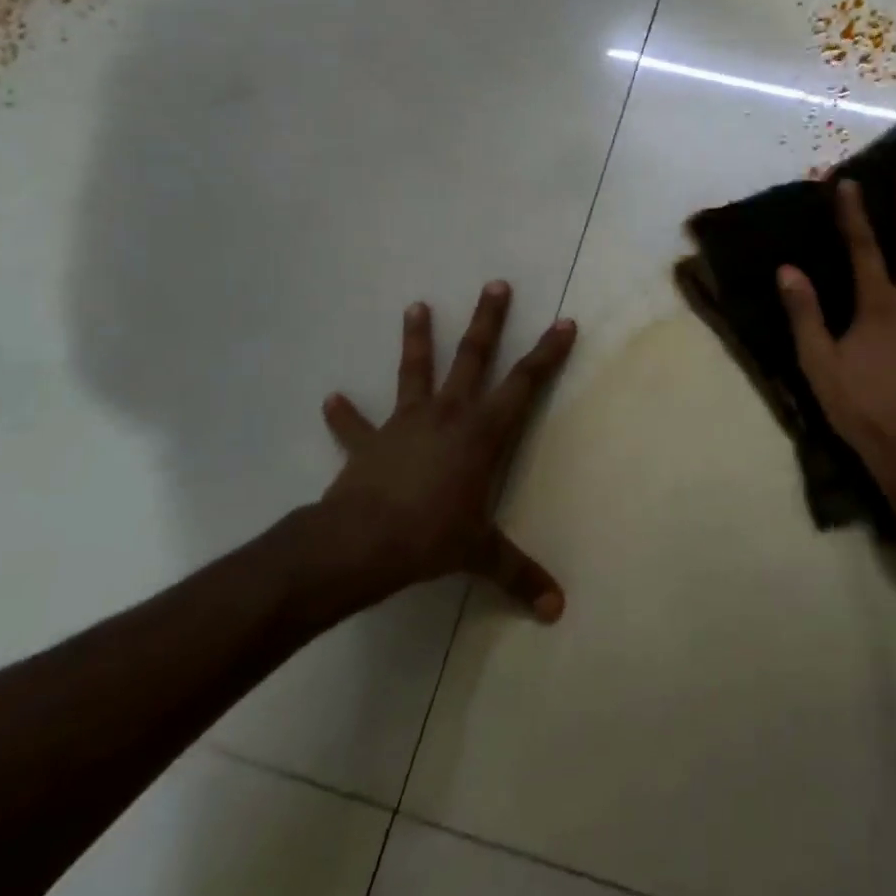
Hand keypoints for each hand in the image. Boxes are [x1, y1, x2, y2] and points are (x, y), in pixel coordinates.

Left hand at [307, 281, 576, 623]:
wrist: (357, 544)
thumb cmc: (429, 538)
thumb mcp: (480, 555)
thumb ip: (519, 575)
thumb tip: (557, 611)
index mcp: (481, 432)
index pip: (524, 384)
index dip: (547, 353)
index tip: (563, 322)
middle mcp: (448, 414)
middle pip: (473, 357)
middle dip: (488, 321)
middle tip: (495, 284)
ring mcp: (405, 423)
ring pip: (415, 371)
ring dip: (416, 340)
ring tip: (416, 306)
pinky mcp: (369, 443)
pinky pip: (356, 426)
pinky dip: (345, 415)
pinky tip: (331, 400)